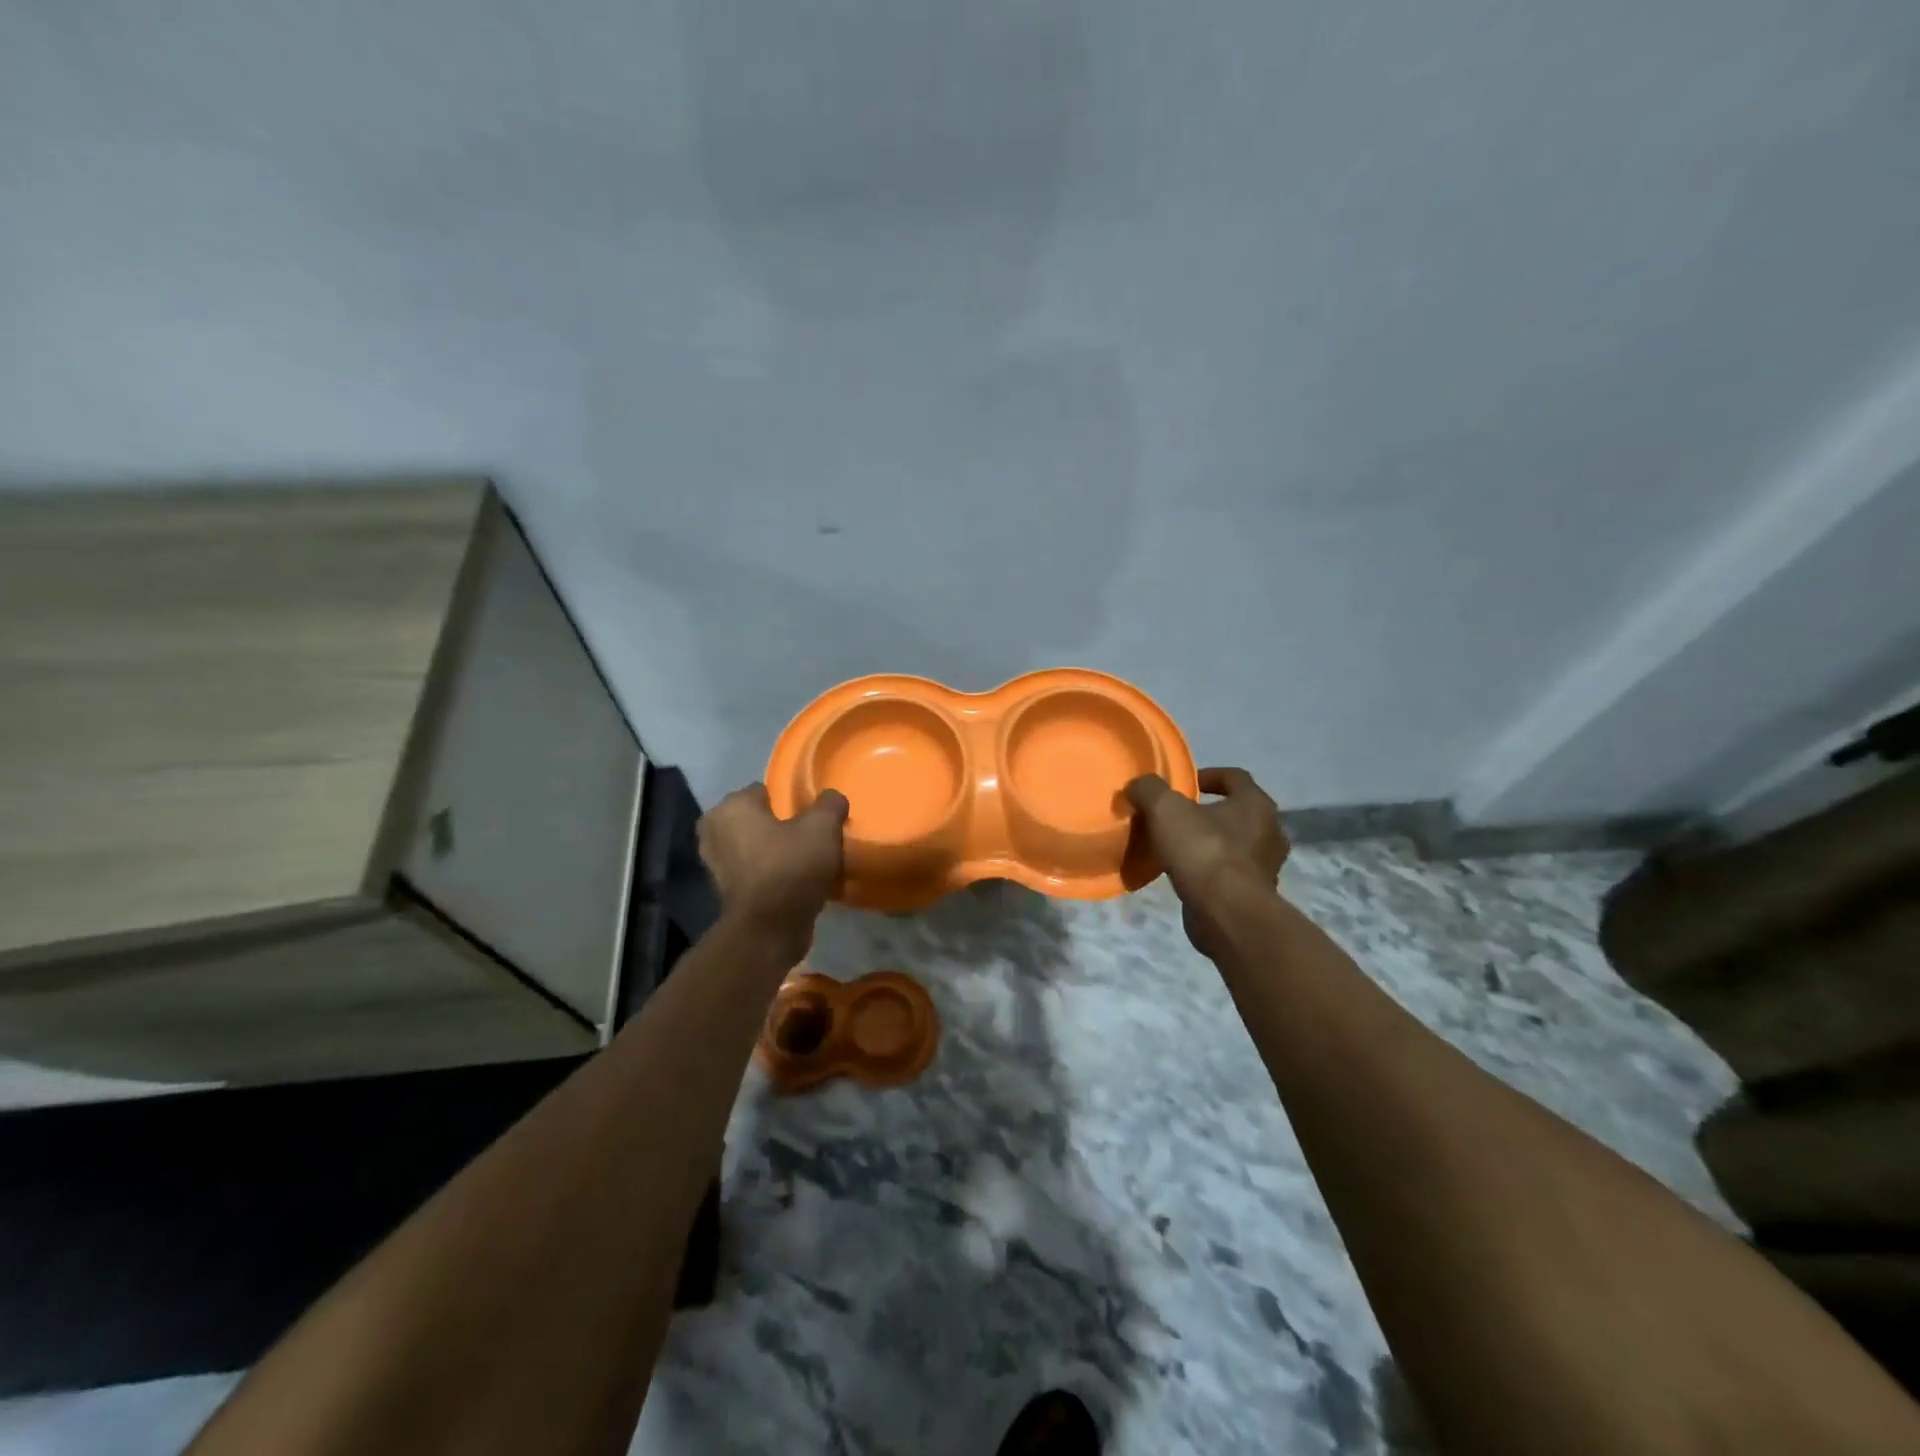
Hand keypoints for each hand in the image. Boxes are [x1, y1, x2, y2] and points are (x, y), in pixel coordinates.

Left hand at [697, 784, 848, 942]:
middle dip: (778, 826)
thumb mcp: (823, 828)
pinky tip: (794, 882)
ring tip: (804, 861)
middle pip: (757, 819)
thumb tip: (832, 798)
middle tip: (809, 838)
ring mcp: (715, 864)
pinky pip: (754, 872)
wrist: (769, 930)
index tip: (811, 817)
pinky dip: (769, 874)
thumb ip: (830, 804)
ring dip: (773, 851)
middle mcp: (714, 831)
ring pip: (754, 846)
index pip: (764, 790)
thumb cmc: (790, 867)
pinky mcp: (724, 892)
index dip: (790, 801)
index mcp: (732, 807)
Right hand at [1124, 767, 1288, 955]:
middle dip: (1208, 812)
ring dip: (1209, 842)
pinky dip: (1210, 870)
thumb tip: (1138, 786)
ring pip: (1235, 844)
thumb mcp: (1165, 809)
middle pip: (1237, 811)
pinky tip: (1185, 874)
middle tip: (1177, 817)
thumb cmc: (1202, 851)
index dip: (1208, 775)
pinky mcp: (1256, 894)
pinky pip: (1230, 872)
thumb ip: (1149, 789)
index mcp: (1256, 803)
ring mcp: (1266, 865)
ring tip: (1177, 847)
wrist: (1226, 913)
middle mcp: (1270, 831)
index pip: (1235, 777)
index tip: (1184, 783)